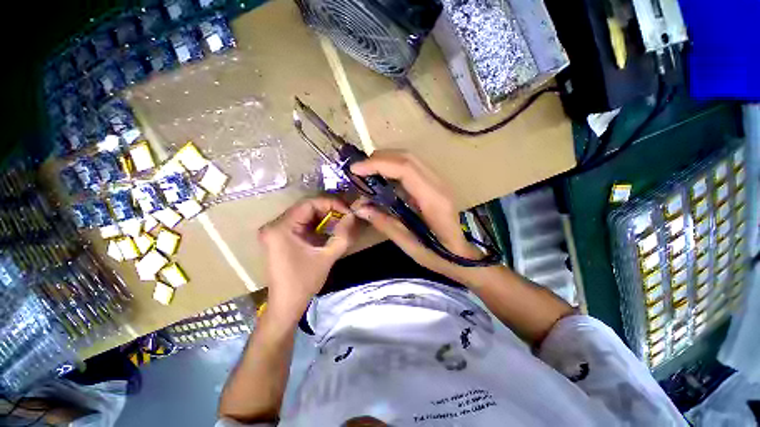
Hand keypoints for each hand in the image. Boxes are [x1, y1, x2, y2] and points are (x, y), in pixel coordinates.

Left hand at [259, 197, 357, 321]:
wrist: (286, 304)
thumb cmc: (304, 282)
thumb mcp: (328, 257)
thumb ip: (343, 235)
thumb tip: (354, 215)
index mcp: (281, 228)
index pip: (309, 203)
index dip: (331, 203)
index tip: (348, 210)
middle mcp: (274, 225)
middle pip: (306, 207)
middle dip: (329, 209)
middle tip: (347, 215)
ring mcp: (275, 231)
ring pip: (304, 214)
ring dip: (324, 216)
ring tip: (341, 220)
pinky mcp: (280, 237)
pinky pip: (301, 223)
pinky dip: (317, 224)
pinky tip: (329, 228)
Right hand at [350, 150, 481, 278]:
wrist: (463, 255)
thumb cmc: (440, 256)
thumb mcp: (410, 246)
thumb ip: (385, 224)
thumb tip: (359, 207)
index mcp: (434, 200)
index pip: (406, 169)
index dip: (378, 164)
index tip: (355, 169)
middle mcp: (439, 184)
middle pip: (408, 158)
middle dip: (379, 159)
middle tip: (359, 170)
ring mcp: (439, 182)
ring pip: (410, 159)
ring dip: (386, 160)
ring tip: (367, 172)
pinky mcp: (435, 184)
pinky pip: (413, 167)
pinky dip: (394, 167)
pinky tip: (383, 178)